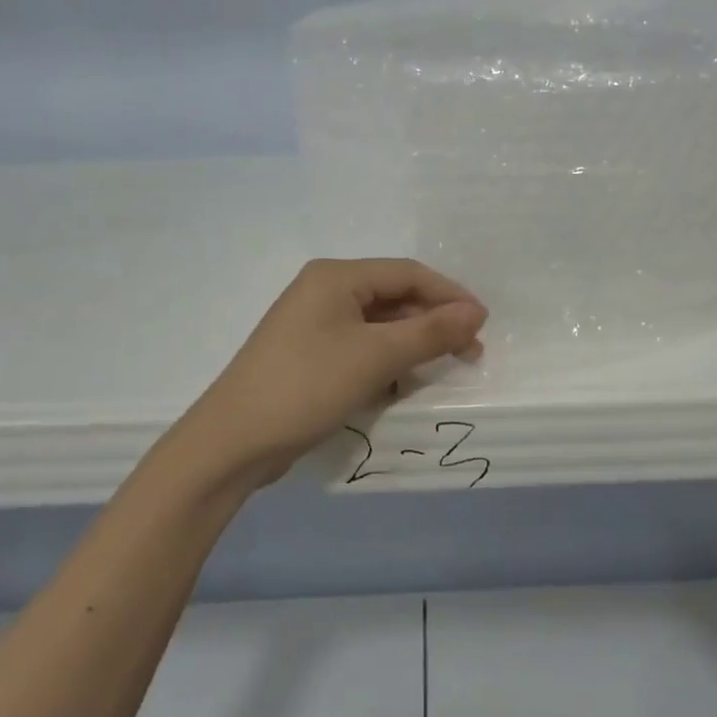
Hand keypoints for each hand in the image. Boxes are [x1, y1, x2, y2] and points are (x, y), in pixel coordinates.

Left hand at [180, 259, 487, 487]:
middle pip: (393, 297)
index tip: (483, 324)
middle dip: (432, 323)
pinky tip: (400, 386)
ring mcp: (312, 324)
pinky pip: (359, 348)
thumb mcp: (376, 357)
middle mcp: (323, 291)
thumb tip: (476, 313)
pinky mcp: (308, 355)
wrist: (233, 442)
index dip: (449, 295)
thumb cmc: (307, 386)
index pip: (407, 273)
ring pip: (377, 325)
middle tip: (469, 353)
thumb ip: (430, 333)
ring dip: (411, 345)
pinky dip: (385, 362)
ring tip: (440, 370)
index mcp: (336, 276)